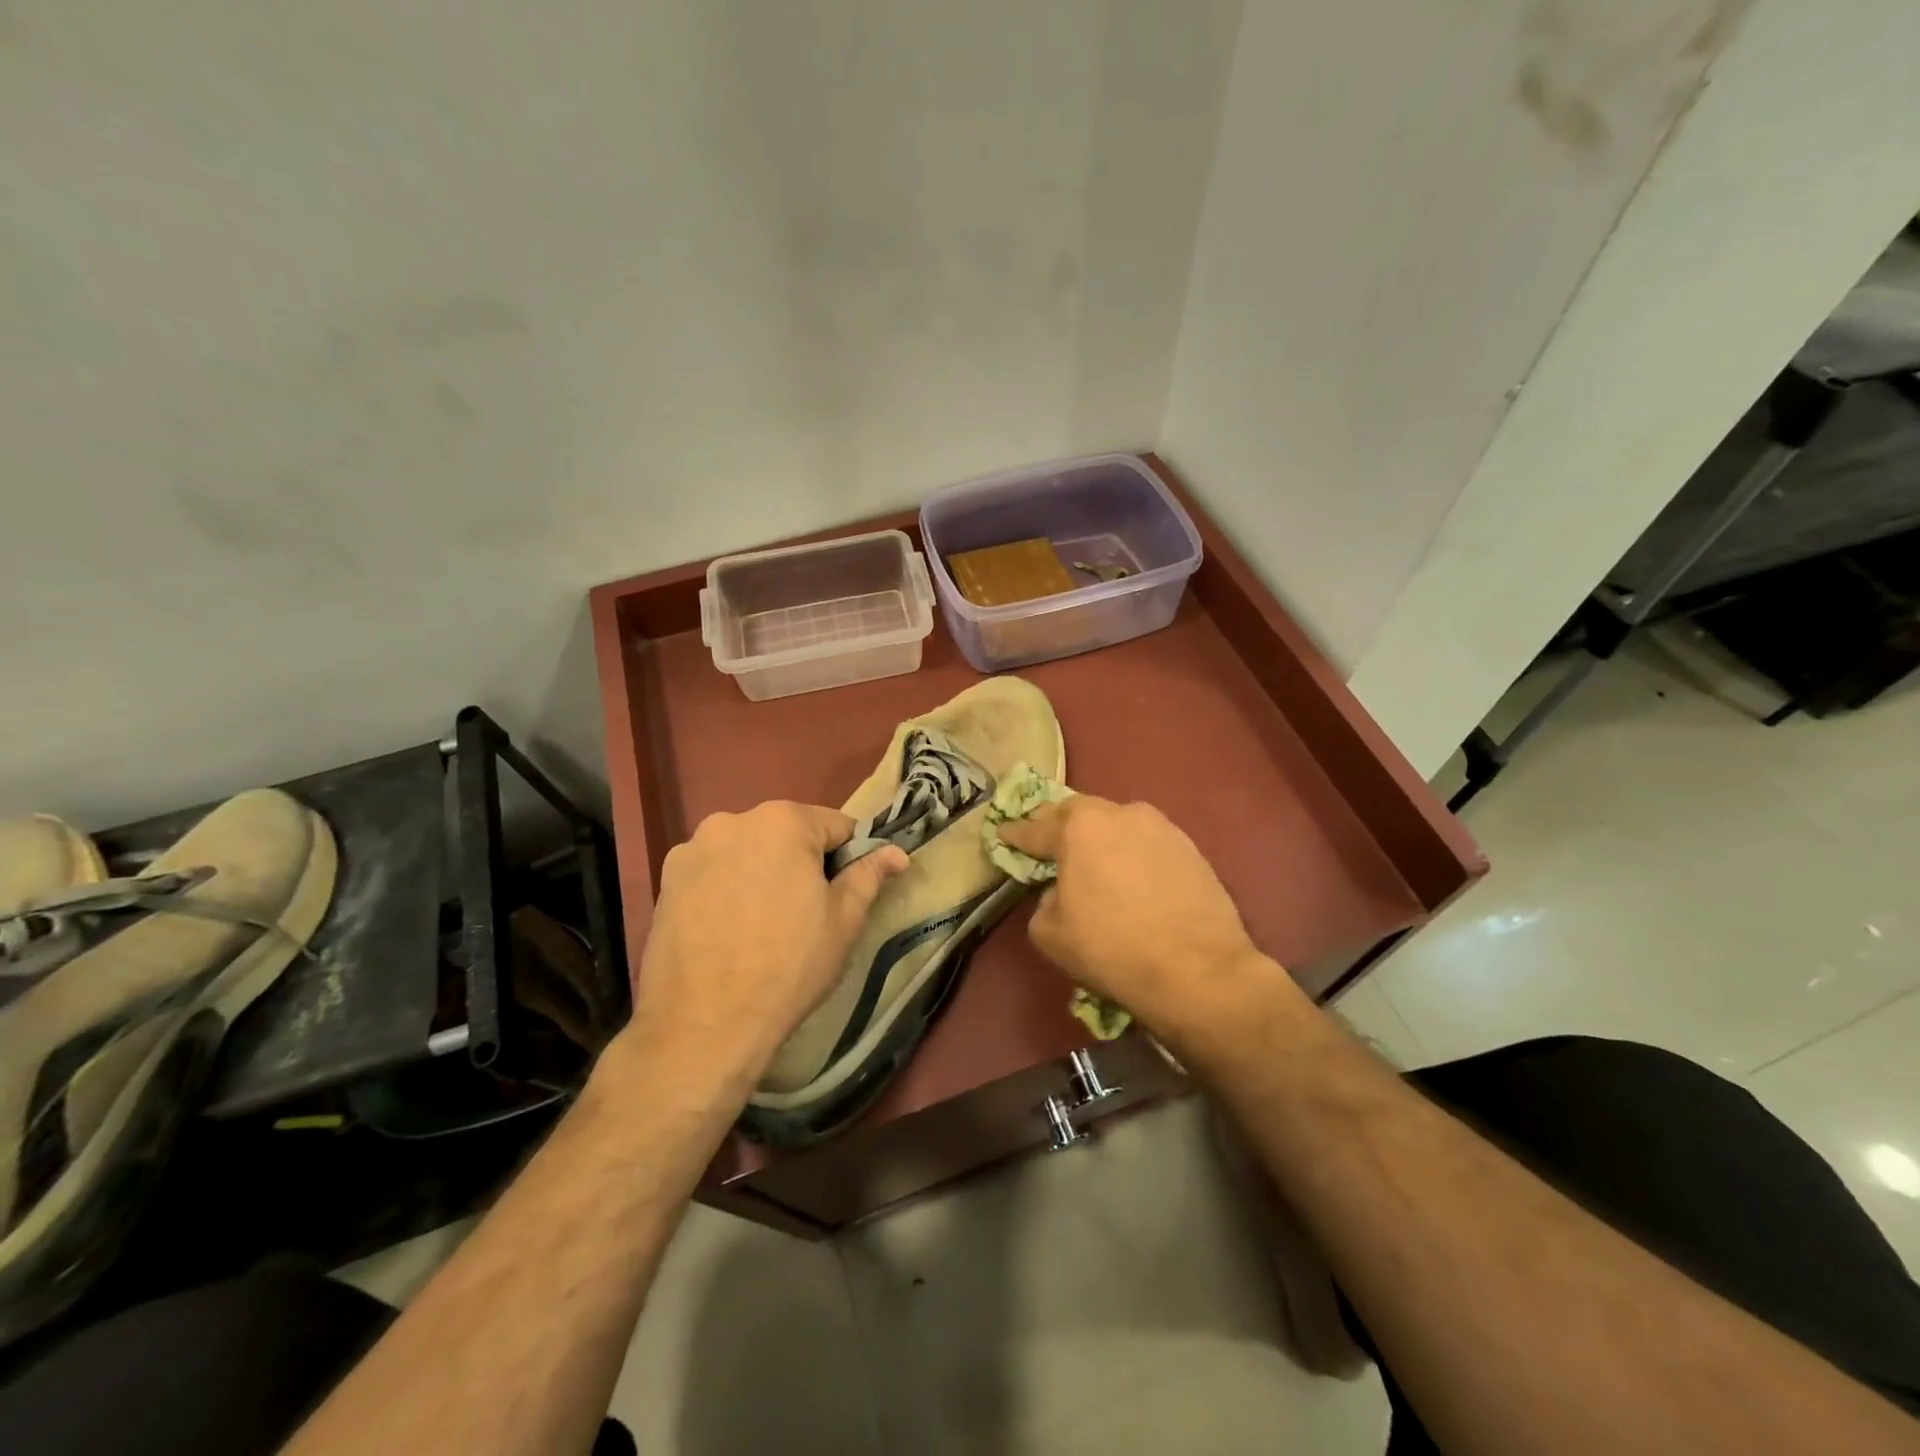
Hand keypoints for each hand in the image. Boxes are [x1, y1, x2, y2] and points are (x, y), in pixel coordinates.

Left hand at [621, 801, 906, 1086]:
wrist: (704, 1024)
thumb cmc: (789, 965)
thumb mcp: (844, 920)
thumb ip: (869, 874)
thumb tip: (896, 853)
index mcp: (783, 821)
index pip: (836, 826)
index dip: (850, 858)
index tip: (846, 893)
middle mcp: (733, 820)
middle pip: (786, 834)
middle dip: (802, 863)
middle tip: (806, 913)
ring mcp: (693, 849)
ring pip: (747, 852)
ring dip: (761, 873)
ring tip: (762, 924)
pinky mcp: (665, 879)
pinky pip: (713, 872)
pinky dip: (726, 888)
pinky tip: (728, 929)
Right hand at [995, 796, 1284, 1035]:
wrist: (1198, 971)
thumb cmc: (1112, 949)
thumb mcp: (1050, 934)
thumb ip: (1043, 902)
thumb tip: (1059, 894)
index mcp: (1080, 827)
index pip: (1036, 827)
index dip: (1016, 834)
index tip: (1003, 833)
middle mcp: (1120, 813)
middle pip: (1079, 814)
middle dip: (1059, 827)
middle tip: (1048, 844)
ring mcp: (1161, 827)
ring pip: (1118, 825)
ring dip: (1101, 839)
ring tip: (1095, 863)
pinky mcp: (1191, 848)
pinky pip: (1148, 844)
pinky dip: (1133, 856)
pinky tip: (1133, 879)